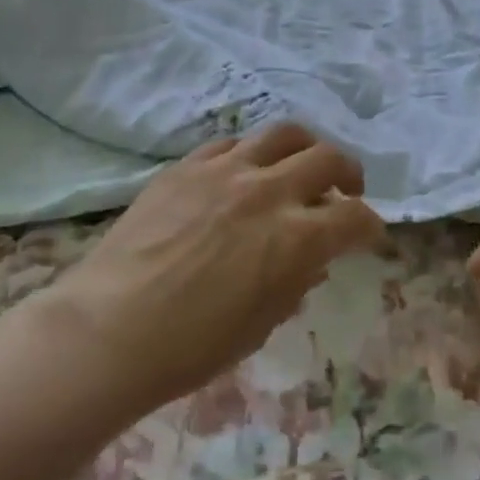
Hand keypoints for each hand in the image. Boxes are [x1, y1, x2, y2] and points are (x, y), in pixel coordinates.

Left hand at [44, 123, 384, 419]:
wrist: (109, 328)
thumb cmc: (192, 346)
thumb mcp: (261, 323)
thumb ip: (296, 283)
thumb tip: (313, 260)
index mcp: (297, 238)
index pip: (355, 217)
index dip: (370, 225)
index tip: (368, 234)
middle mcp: (270, 191)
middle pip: (328, 159)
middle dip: (349, 174)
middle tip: (345, 190)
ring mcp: (227, 170)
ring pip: (285, 133)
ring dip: (305, 148)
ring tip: (301, 165)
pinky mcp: (189, 165)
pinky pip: (233, 143)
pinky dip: (252, 155)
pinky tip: (245, 172)